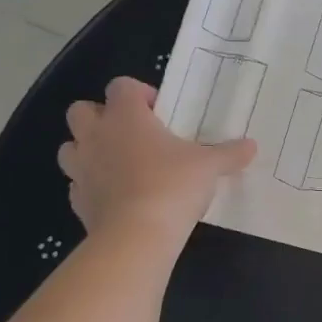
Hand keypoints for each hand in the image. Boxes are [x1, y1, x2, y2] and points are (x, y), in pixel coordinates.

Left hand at [57, 77, 255, 242]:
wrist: (136, 236)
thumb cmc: (173, 186)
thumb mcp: (210, 166)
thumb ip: (229, 153)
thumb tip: (251, 146)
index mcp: (126, 117)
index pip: (121, 86)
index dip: (139, 93)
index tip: (161, 111)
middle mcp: (96, 136)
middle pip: (82, 110)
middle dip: (102, 116)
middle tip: (134, 132)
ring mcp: (81, 169)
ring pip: (71, 146)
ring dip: (89, 149)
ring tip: (119, 162)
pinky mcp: (77, 201)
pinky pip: (78, 183)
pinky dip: (92, 184)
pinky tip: (117, 195)